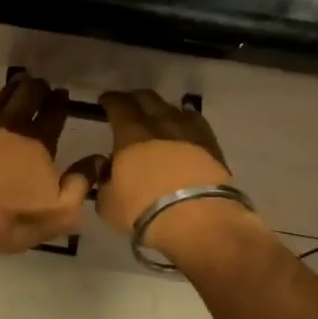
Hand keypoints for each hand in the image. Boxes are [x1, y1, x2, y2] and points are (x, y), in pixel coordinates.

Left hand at [0, 77, 101, 254]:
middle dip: (37, 88)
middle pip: (26, 97)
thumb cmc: (13, 220)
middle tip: (41, 84)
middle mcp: (10, 127)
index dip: (59, 102)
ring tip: (17, 84)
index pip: (53, 114)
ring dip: (10, 90)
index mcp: (38, 143)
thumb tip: (99, 158)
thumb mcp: (60, 212)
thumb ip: (82, 183)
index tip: (62, 92)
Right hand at [96, 90, 267, 265]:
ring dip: (161, 109)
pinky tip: (183, 128)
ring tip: (156, 117)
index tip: (104, 101)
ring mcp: (190, 132)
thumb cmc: (143, 210)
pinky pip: (195, 123)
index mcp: (130, 133)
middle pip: (147, 98)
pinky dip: (185, 121)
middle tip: (127, 104)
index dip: (110, 100)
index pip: (117, 105)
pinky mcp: (212, 145)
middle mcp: (160, 124)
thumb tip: (108, 170)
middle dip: (134, 98)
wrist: (198, 220)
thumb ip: (104, 181)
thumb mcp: (108, 202)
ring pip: (173, 108)